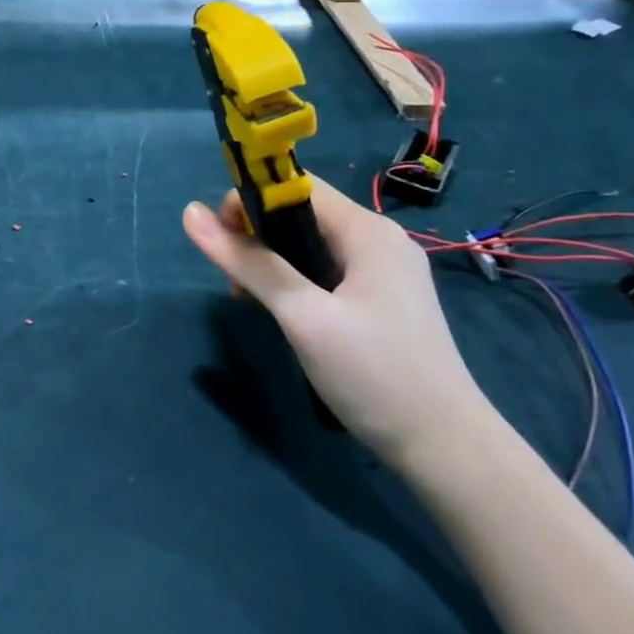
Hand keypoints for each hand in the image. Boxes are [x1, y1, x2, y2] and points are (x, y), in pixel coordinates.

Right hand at [181, 175, 496, 468]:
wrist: (444, 447)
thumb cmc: (373, 373)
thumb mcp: (302, 315)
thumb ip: (248, 262)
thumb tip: (189, 213)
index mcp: (367, 231)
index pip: (293, 187)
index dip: (249, 203)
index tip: (223, 245)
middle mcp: (378, 241)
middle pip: (298, 215)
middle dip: (256, 240)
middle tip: (238, 287)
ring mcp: (383, 272)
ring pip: (307, 246)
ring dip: (271, 265)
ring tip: (254, 304)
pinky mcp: (380, 301)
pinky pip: (323, 272)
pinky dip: (293, 284)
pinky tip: (283, 315)